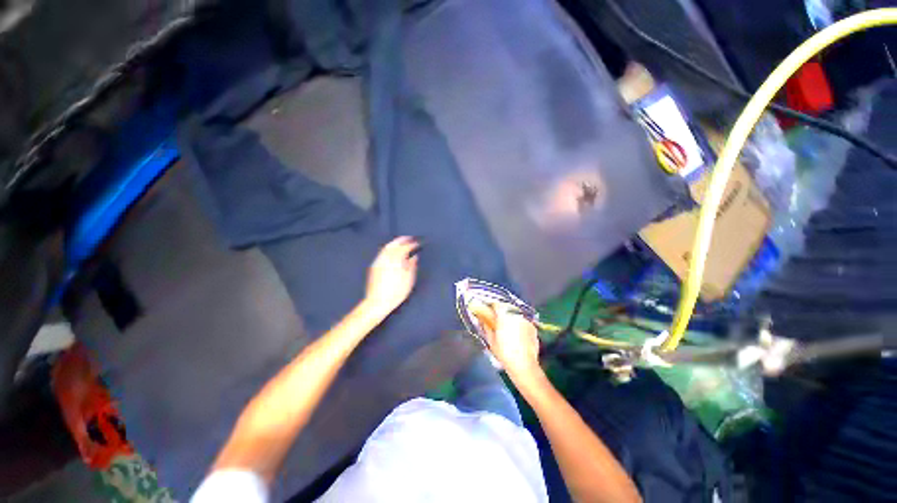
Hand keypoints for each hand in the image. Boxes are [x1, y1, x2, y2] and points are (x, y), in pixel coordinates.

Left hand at [364, 237, 419, 316]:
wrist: (378, 302)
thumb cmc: (396, 292)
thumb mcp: (409, 279)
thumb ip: (412, 265)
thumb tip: (414, 256)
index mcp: (396, 260)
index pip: (405, 247)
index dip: (412, 244)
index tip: (418, 243)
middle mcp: (386, 258)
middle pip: (394, 244)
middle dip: (402, 240)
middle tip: (410, 238)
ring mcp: (379, 261)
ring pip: (387, 247)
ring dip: (395, 243)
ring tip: (402, 243)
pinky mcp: (374, 266)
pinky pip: (382, 252)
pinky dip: (389, 249)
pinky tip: (392, 252)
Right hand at [473, 302, 542, 382]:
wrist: (524, 365)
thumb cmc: (504, 353)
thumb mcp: (491, 340)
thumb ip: (486, 327)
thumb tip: (482, 320)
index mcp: (504, 316)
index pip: (496, 304)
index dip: (491, 305)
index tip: (487, 309)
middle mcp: (516, 314)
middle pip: (507, 308)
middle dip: (501, 312)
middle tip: (497, 319)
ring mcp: (526, 320)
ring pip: (516, 314)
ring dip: (511, 317)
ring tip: (507, 327)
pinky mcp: (533, 327)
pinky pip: (523, 322)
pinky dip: (519, 324)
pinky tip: (517, 334)